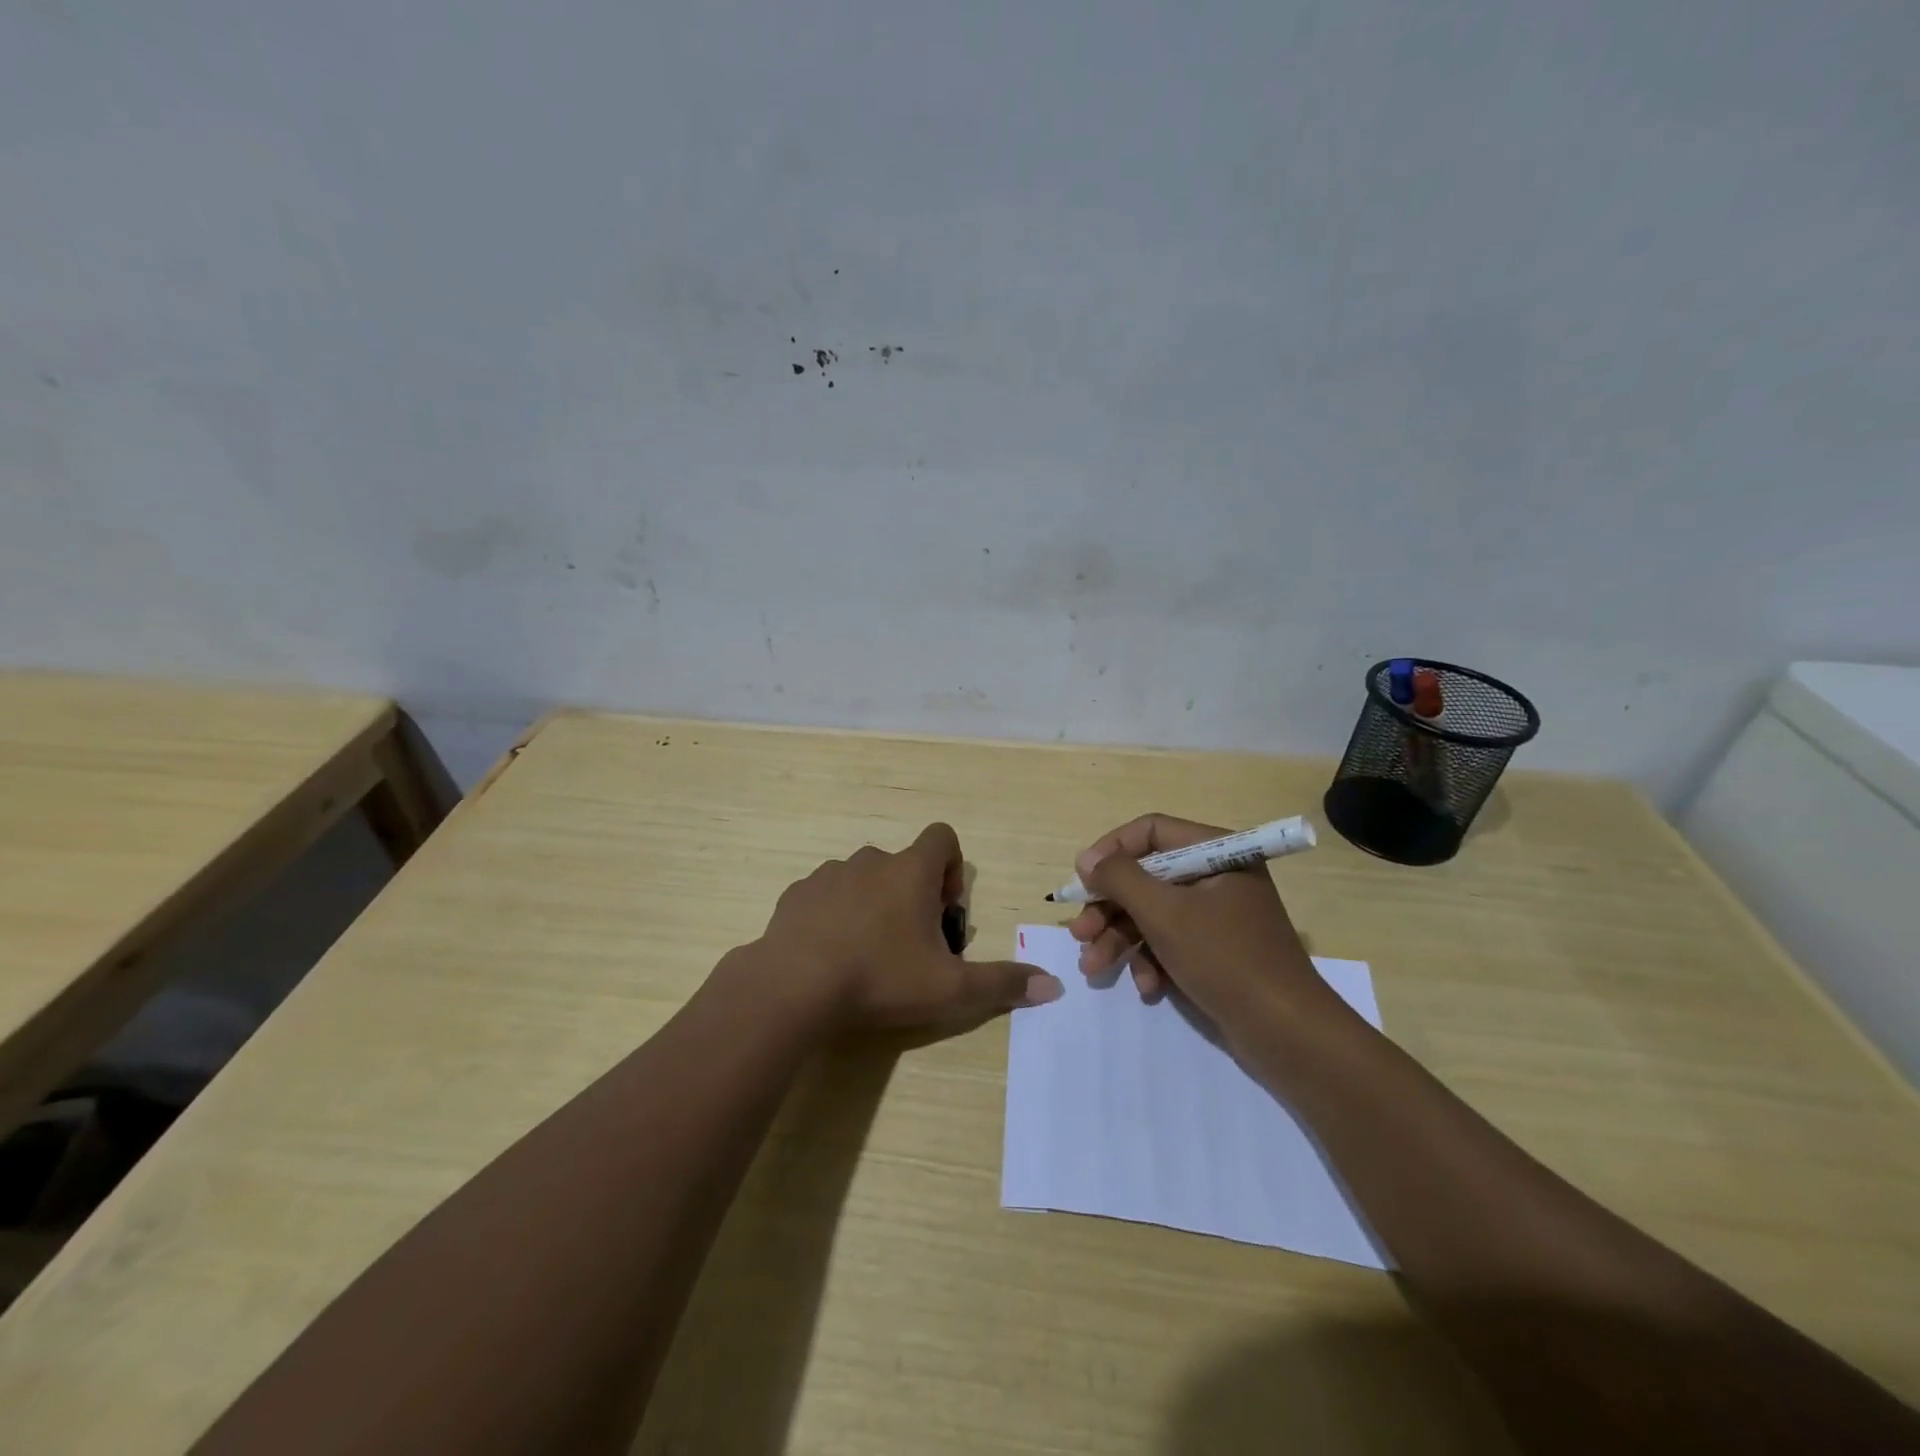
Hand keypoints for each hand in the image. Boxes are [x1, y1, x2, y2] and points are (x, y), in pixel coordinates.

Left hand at [756, 822, 1061, 1029]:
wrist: (793, 986)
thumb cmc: (880, 978)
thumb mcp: (949, 989)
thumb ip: (1001, 984)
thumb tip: (1052, 986)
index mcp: (910, 871)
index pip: (943, 837)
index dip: (952, 868)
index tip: (944, 911)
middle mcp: (871, 860)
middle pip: (904, 864)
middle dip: (914, 896)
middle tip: (912, 946)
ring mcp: (829, 875)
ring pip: (864, 879)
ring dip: (874, 905)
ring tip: (869, 955)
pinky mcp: (796, 895)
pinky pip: (826, 896)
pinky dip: (835, 915)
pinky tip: (831, 955)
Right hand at [1066, 813, 1341, 1040]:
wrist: (1287, 1034)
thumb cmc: (1225, 959)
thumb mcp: (1164, 913)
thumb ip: (1120, 879)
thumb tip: (1087, 860)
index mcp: (1217, 853)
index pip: (1152, 831)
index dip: (1111, 850)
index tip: (1082, 878)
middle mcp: (1217, 877)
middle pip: (1146, 877)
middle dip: (1109, 908)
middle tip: (1079, 933)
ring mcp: (1217, 916)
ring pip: (1152, 914)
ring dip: (1120, 940)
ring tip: (1093, 968)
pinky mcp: (1216, 951)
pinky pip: (1171, 943)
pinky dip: (1152, 962)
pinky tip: (1147, 989)